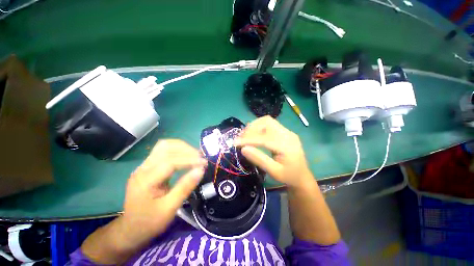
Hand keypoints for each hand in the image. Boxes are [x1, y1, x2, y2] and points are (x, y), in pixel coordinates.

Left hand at [121, 139, 206, 245]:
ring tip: (195, 155)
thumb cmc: (150, 222)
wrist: (131, 229)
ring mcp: (144, 165)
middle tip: (200, 158)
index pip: (170, 162)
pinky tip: (186, 156)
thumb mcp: (169, 209)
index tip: (204, 163)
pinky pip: (164, 150)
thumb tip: (200, 170)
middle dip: (186, 150)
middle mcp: (143, 168)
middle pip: (166, 148)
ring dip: (182, 147)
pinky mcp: (148, 166)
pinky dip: (178, 150)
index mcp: (145, 181)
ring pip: (165, 146)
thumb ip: (185, 187)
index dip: (189, 160)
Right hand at [235, 116, 313, 188]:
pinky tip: (254, 134)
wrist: (302, 176)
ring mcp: (287, 132)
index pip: (264, 138)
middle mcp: (288, 134)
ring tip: (245, 135)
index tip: (235, 142)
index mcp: (287, 146)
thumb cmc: (288, 176)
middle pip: (267, 122)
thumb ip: (259, 159)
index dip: (248, 139)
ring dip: (254, 126)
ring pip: (268, 121)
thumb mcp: (274, 172)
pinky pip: (270, 125)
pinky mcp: (285, 132)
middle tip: (241, 137)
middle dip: (251, 128)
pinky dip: (259, 127)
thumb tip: (243, 149)